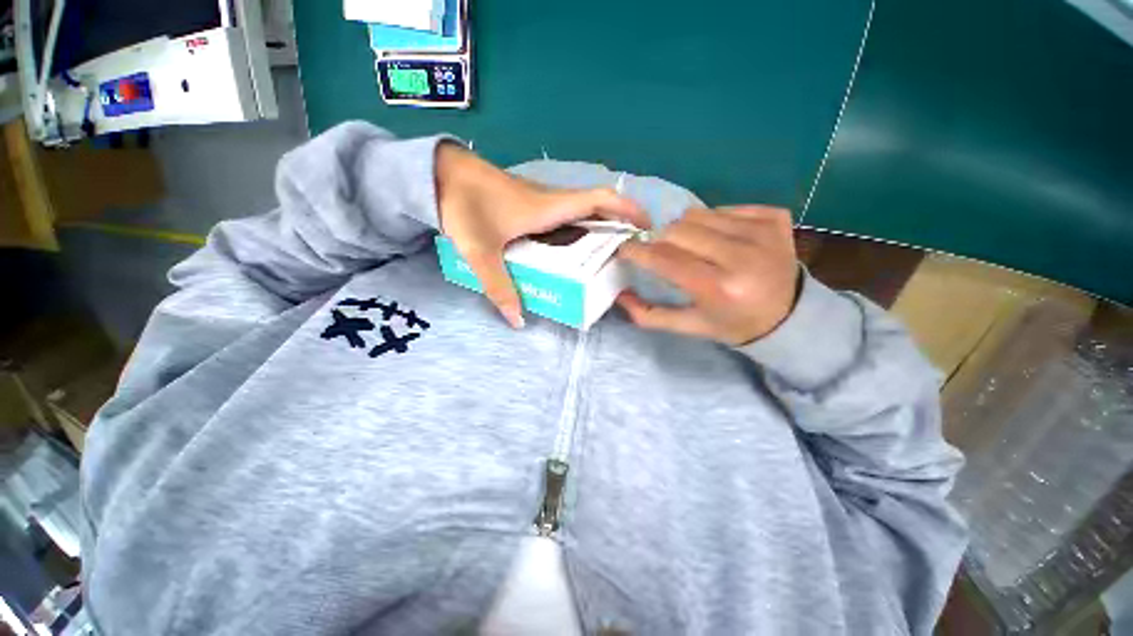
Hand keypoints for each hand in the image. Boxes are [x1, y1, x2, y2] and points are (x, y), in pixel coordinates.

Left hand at [435, 142, 648, 327]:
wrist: (439, 174)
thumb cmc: (464, 206)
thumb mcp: (480, 252)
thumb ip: (499, 287)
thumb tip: (518, 320)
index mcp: (549, 207)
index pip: (599, 200)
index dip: (626, 209)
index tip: (646, 225)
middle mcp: (551, 200)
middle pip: (596, 207)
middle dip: (618, 225)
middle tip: (628, 252)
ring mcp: (542, 200)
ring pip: (581, 211)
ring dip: (599, 227)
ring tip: (607, 255)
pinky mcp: (531, 204)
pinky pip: (565, 215)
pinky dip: (579, 228)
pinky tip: (573, 249)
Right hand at [617, 206, 799, 345]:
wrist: (790, 315)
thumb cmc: (733, 323)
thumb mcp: (690, 326)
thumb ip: (650, 314)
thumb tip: (619, 294)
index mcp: (720, 288)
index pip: (666, 260)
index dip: (639, 252)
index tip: (625, 249)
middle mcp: (742, 256)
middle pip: (678, 230)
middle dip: (661, 240)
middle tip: (663, 252)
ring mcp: (762, 232)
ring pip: (698, 214)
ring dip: (685, 229)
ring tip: (693, 247)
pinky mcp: (774, 217)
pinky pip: (724, 208)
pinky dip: (713, 222)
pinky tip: (721, 241)